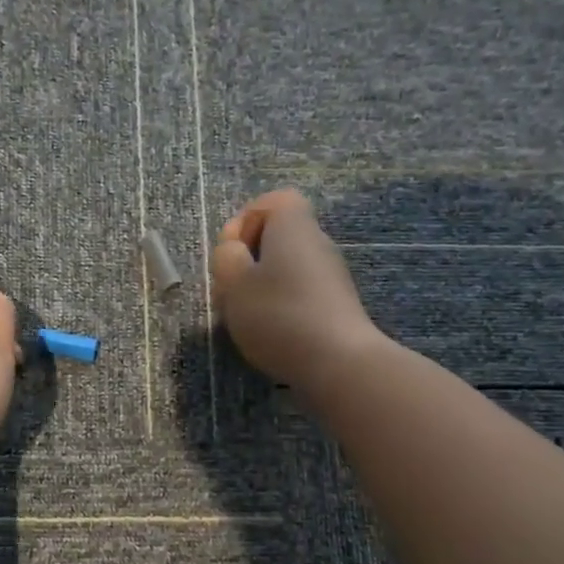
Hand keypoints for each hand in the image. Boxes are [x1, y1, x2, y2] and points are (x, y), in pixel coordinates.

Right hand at [211, 189, 388, 392]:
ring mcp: (330, 276)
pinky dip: (280, 306)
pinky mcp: (336, 306)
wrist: (338, 362)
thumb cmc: (279, 314)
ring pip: (286, 268)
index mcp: (293, 226)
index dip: (246, 219)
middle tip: (229, 289)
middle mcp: (317, 243)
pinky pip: (299, 293)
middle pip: (278, 237)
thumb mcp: (234, 283)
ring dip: (260, 287)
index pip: (274, 201)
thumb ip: (226, 258)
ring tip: (243, 317)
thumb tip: (235, 250)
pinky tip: (268, 334)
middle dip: (248, 259)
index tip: (231, 251)